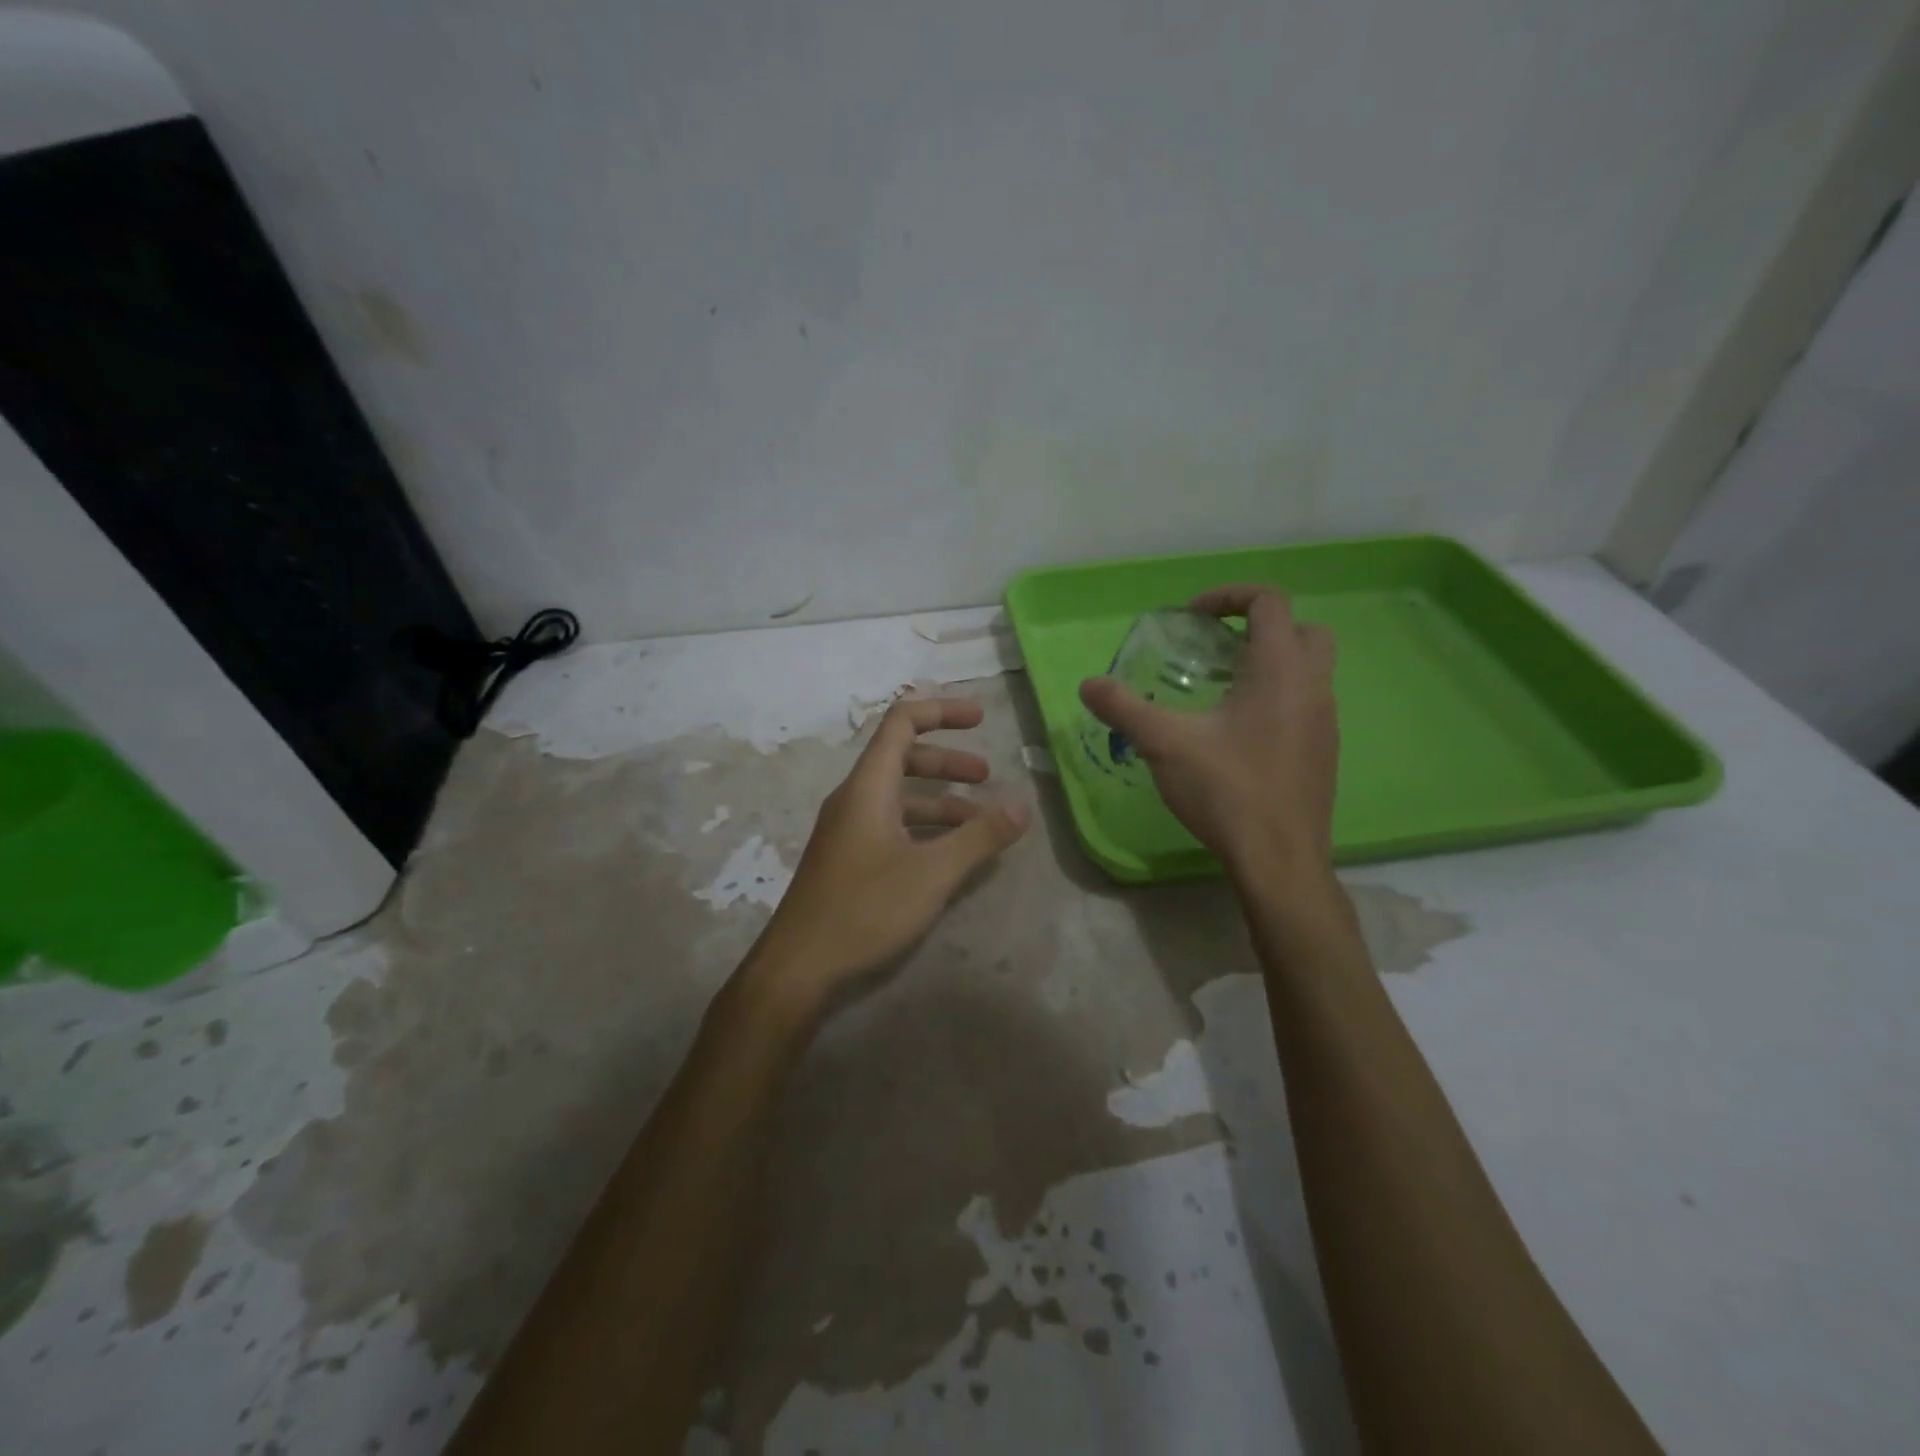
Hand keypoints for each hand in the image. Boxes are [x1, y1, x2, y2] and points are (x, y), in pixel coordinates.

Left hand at [755, 697, 1029, 1002]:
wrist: (799, 967)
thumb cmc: (865, 909)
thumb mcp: (932, 873)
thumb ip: (980, 837)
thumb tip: (1022, 805)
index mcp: (868, 787)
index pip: (902, 722)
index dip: (942, 711)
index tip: (980, 718)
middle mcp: (854, 799)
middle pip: (903, 758)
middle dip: (948, 762)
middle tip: (987, 776)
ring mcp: (848, 830)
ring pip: (899, 796)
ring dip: (940, 800)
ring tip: (980, 822)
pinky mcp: (848, 859)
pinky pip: (891, 825)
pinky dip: (924, 828)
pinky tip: (949, 855)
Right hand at [1080, 585, 1338, 885]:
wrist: (1280, 860)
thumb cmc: (1228, 790)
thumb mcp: (1165, 744)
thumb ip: (1124, 708)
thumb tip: (1088, 685)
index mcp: (1281, 670)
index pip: (1270, 601)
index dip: (1228, 596)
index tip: (1191, 618)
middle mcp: (1314, 687)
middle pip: (1303, 629)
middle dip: (1260, 626)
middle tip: (1216, 648)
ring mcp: (1326, 722)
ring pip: (1309, 670)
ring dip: (1270, 664)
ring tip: (1220, 690)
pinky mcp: (1324, 753)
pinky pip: (1306, 704)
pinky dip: (1277, 698)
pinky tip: (1237, 735)